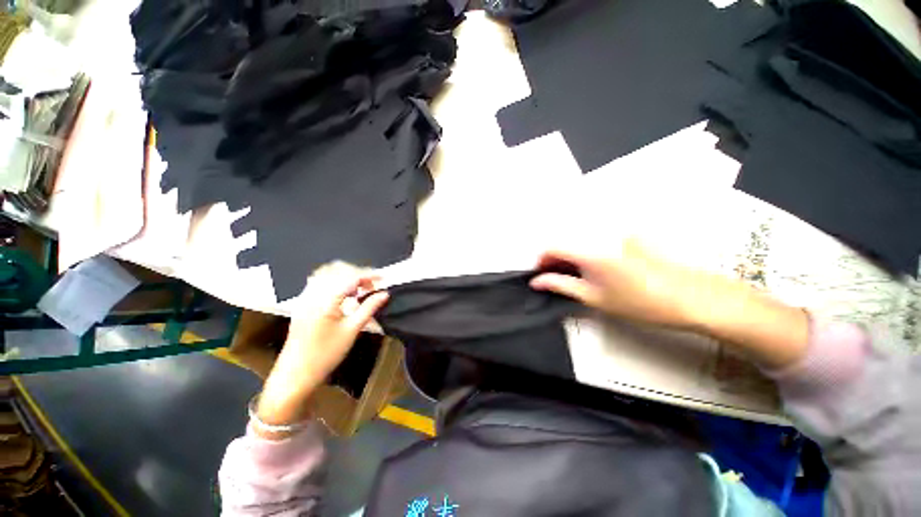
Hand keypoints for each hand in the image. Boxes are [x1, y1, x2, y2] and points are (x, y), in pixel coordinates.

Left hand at [256, 262, 388, 435]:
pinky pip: (318, 282)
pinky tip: (343, 293)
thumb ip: (369, 308)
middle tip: (373, 286)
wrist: (295, 374)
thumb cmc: (326, 355)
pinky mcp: (302, 304)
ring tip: (360, 288)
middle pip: (338, 270)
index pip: (351, 278)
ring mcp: (305, 298)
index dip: (369, 275)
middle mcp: (312, 294)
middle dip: (358, 274)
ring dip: (346, 275)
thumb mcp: (352, 330)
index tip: (383, 278)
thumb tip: (384, 294)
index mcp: (325, 301)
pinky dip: (334, 281)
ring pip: (327, 273)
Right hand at [531, 238, 808, 368]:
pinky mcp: (628, 235)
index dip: (541, 260)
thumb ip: (560, 285)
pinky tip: (596, 269)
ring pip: (580, 240)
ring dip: (570, 255)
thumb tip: (536, 281)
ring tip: (575, 276)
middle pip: (566, 241)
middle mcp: (600, 234)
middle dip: (555, 259)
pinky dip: (587, 252)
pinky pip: (597, 240)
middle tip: (556, 278)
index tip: (540, 275)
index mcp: (590, 250)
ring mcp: (616, 233)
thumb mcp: (593, 297)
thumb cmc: (638, 303)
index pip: (552, 246)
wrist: (691, 297)